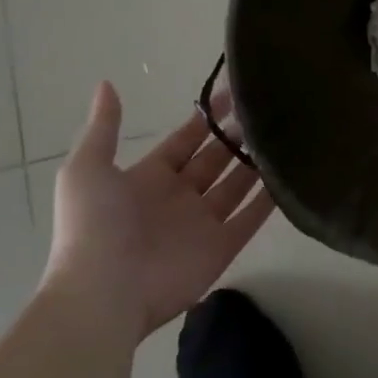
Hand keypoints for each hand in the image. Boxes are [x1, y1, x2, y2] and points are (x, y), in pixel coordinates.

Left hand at [42, 82, 274, 340]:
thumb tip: (106, 84)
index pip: (185, 140)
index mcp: (148, 178)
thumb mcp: (87, 170)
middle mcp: (178, 197)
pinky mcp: (222, 247)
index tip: (235, 92)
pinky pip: (251, 218)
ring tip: (284, 134)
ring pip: (237, 185)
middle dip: (237, 136)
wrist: (103, 294)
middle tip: (267, 110)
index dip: (208, 118)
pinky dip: (270, 199)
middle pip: (215, 159)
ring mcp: (202, 223)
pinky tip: (290, 175)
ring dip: (256, 162)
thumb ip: (103, 128)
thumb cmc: (94, 227)